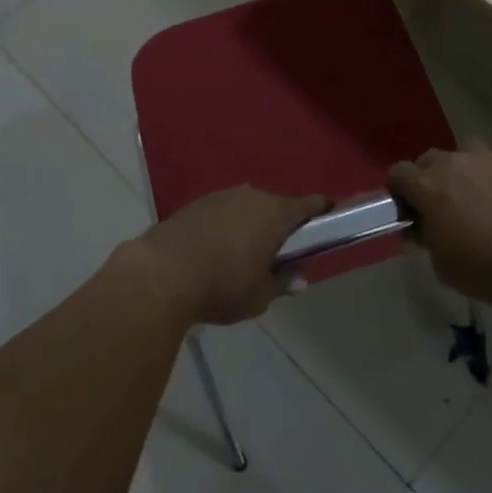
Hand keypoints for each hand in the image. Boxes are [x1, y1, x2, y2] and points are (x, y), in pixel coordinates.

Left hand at [128, 187, 327, 325]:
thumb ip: (282, 283)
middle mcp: (252, 196)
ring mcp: (221, 197)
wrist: (161, 273)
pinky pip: (222, 213)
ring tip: (244, 254)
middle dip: (280, 225)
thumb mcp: (259, 296)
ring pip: (246, 209)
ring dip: (250, 225)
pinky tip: (216, 251)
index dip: (321, 210)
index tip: (329, 216)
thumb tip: (300, 278)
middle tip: (280, 251)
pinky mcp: (195, 204)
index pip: (308, 205)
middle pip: (276, 207)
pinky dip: (225, 228)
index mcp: (275, 214)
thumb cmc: (222, 285)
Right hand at [388, 139, 491, 315]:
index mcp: (428, 185)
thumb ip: (426, 240)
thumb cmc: (482, 268)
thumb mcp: (441, 264)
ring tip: (478, 189)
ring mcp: (490, 158)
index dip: (399, 190)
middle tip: (441, 204)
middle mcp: (454, 162)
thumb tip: (419, 230)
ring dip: (469, 165)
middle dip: (431, 177)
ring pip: (470, 148)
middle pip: (431, 158)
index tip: (406, 208)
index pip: (398, 173)